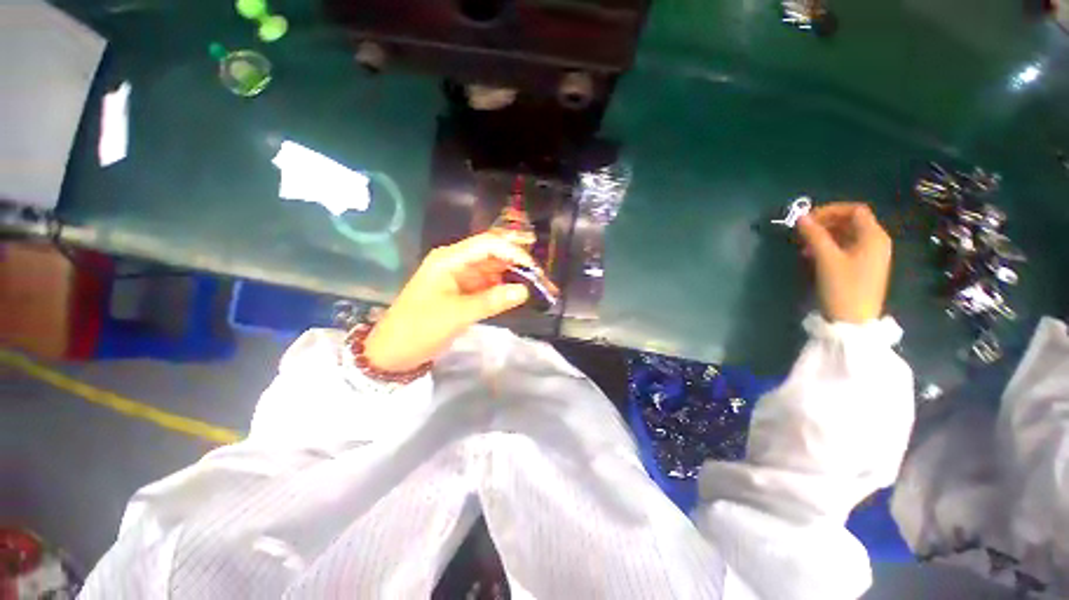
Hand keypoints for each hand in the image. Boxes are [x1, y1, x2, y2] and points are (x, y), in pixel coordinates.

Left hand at [363, 233, 533, 371]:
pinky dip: (504, 289)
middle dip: (519, 264)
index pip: (488, 244)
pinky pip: (488, 285)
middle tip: (542, 278)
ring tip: (537, 287)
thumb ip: (491, 300)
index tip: (534, 269)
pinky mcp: (463, 292)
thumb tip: (524, 291)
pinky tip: (519, 294)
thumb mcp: (456, 314)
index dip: (513, 252)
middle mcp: (457, 262)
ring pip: (493, 270)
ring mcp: (461, 278)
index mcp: (450, 259)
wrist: (393, 351)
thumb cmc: (419, 328)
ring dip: (514, 277)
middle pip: (494, 255)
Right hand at [796, 202, 891, 323]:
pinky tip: (813, 257)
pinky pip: (847, 249)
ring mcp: (871, 256)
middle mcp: (876, 242)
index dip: (830, 210)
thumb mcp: (826, 258)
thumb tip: (801, 217)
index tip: (807, 219)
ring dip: (824, 237)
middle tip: (802, 233)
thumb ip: (814, 235)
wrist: (853, 321)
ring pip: (847, 236)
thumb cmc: (843, 286)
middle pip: (851, 222)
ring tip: (804, 247)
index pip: (854, 210)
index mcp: (873, 236)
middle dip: (825, 224)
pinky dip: (830, 247)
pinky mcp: (863, 268)